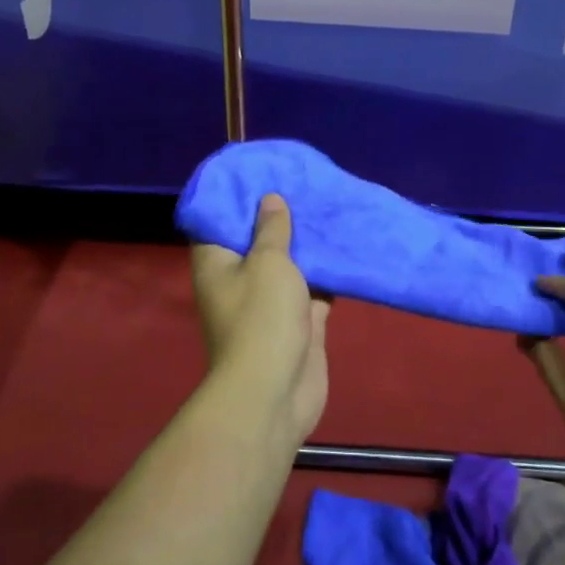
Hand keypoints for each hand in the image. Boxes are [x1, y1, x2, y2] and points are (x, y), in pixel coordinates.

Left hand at [189, 194, 329, 450]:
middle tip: (303, 183)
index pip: (219, 221)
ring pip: (290, 263)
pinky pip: (315, 287)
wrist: (277, 393)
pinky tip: (347, 244)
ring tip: (328, 205)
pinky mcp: (299, 321)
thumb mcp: (268, 262)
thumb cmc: (262, 318)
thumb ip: (272, 229)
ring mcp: (270, 302)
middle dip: (279, 215)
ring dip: (307, 242)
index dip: (235, 197)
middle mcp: (239, 279)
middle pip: (257, 240)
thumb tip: (269, 200)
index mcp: (218, 263)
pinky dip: (328, 270)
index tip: (258, 172)